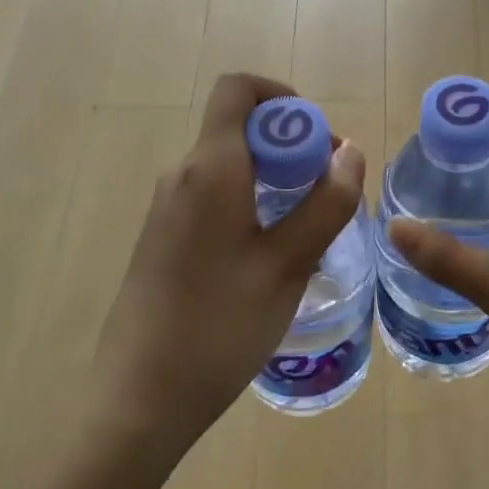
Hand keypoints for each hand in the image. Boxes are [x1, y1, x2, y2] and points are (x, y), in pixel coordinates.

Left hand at [87, 74, 366, 472]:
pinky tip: (270, 255)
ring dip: (273, 177)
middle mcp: (182, 175)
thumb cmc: (220, 326)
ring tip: (307, 228)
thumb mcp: (288, 265)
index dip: (281, 96)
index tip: (316, 137)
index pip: (237, 89)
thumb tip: (350, 152)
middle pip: (238, 128)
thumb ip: (326, 203)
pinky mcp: (163, 237)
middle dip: (289, 144)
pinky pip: (213, 196)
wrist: (138, 399)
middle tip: (328, 191)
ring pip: (229, 165)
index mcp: (210, 168)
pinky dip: (249, 202)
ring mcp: (167, 207)